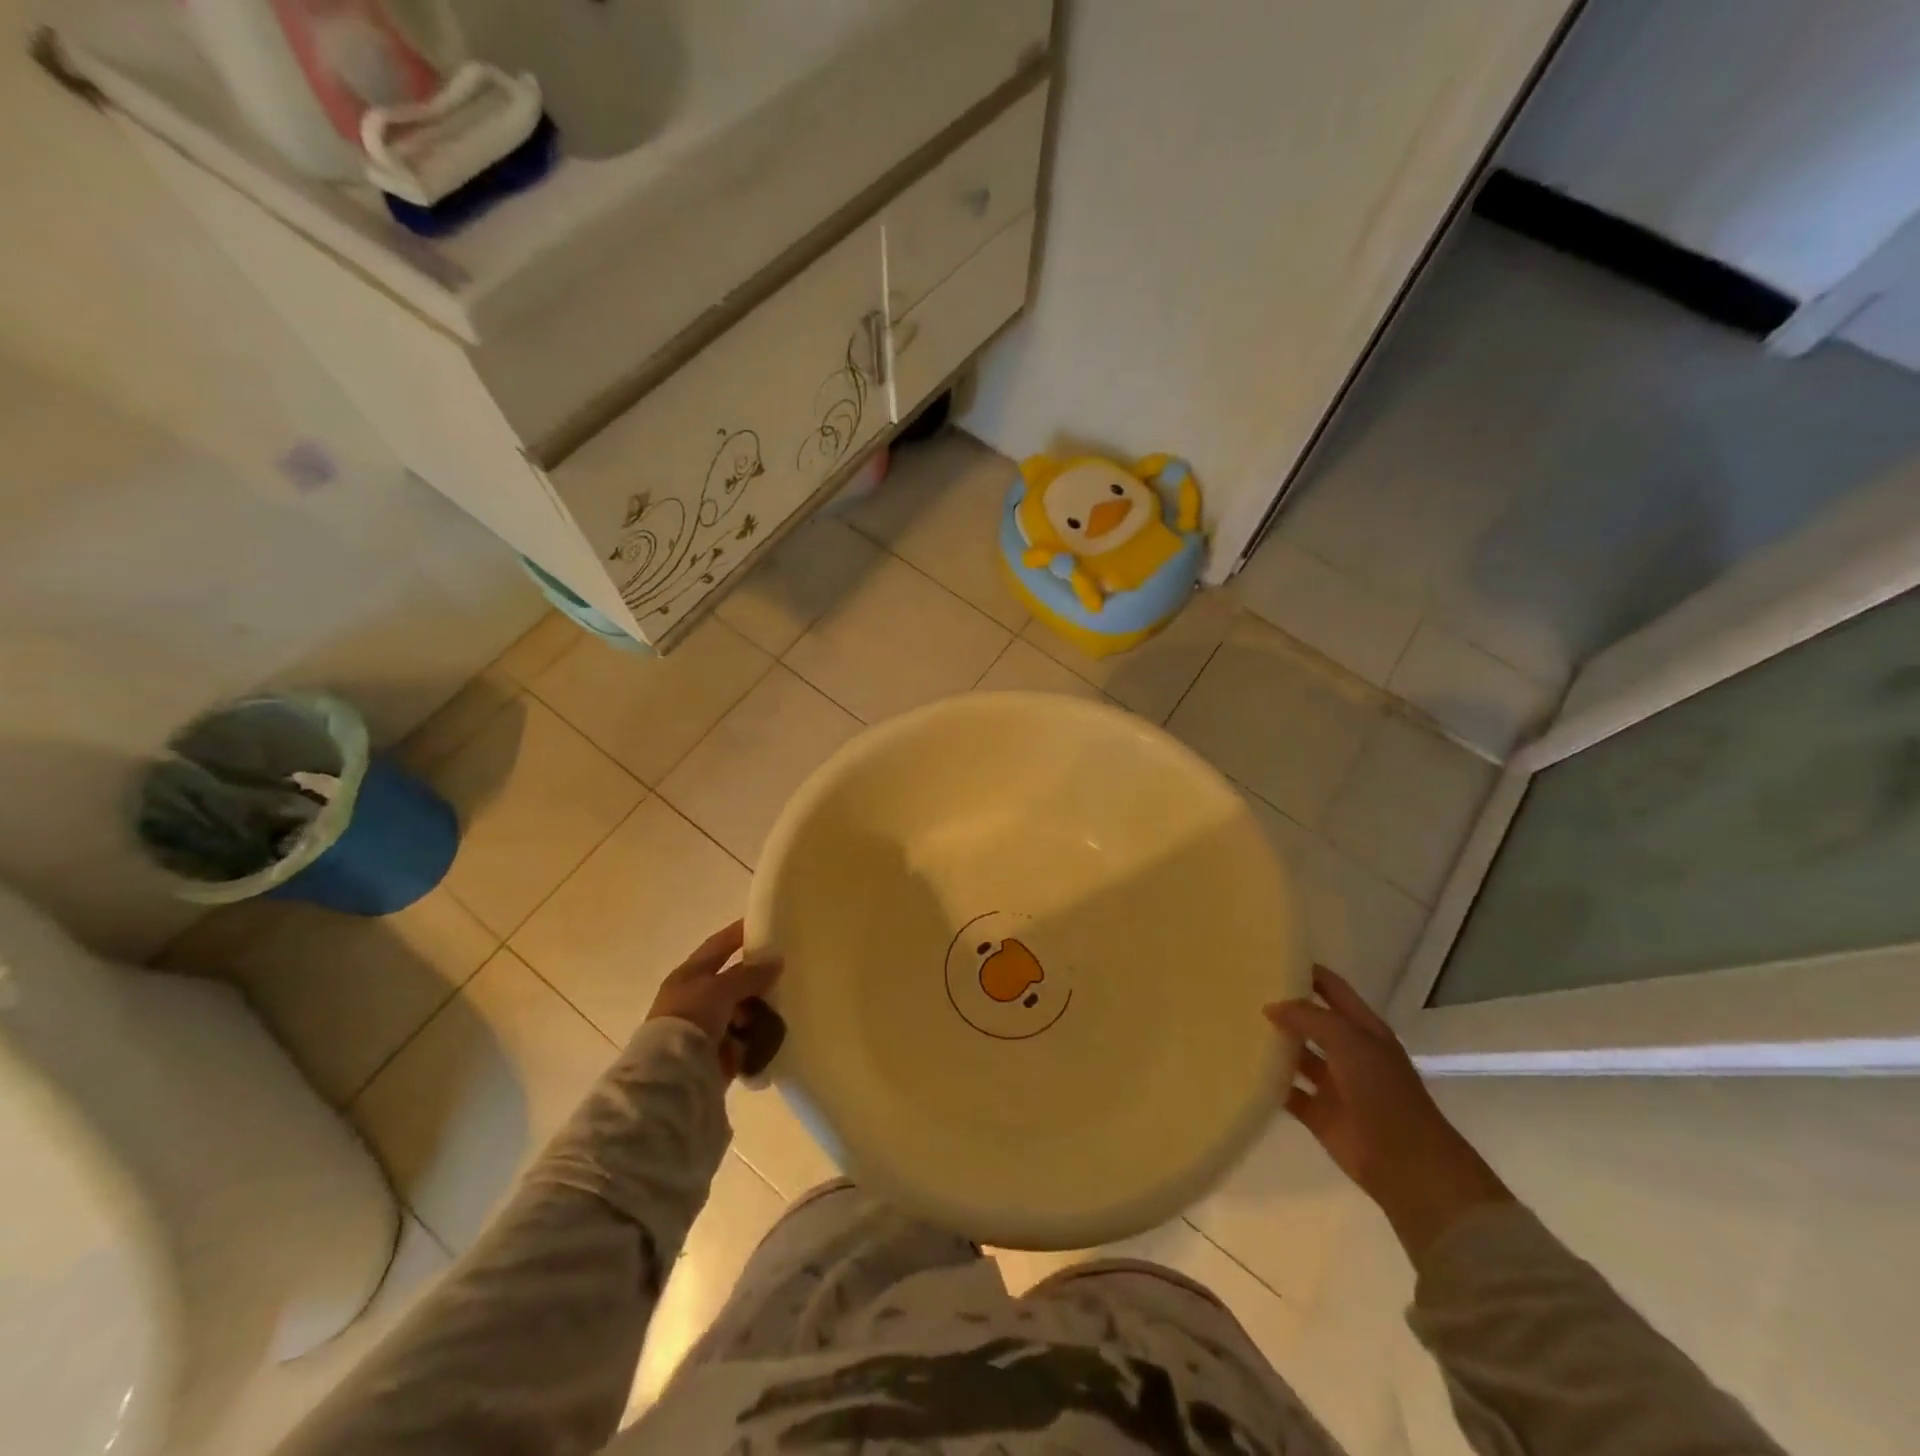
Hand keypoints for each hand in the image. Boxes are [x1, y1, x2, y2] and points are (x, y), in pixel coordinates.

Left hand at [646, 921, 782, 1079]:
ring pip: (740, 1011)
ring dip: (759, 1010)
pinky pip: (743, 1039)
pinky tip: (775, 1033)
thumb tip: (777, 960)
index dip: (738, 934)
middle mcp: (695, 999)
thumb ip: (750, 974)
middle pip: (731, 981)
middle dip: (756, 978)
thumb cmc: (692, 1018)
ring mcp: (705, 1028)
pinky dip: (756, 1037)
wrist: (673, 1075)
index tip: (764, 924)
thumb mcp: (722, 988)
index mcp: (689, 976)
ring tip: (783, 1008)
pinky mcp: (715, 1054)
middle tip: (786, 971)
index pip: (717, 946)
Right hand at [1266, 966, 1511, 1264]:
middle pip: (1310, 1021)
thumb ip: (1308, 1017)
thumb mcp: (1348, 1040)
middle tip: (1240, 990)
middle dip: (1282, 1007)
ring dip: (1272, 1044)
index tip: (1269, 957)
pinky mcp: (1318, 1114)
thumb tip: (1271, 1007)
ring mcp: (1333, 1084)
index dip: (1306, 972)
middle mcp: (1348, 1052)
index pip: (1331, 988)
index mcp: (1363, 1029)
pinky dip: (1268, 1083)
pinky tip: (1240, 1067)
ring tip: (1233, 1024)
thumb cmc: (1382, 1091)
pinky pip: (1286, 1091)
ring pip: (1296, 1056)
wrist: (1406, 1163)